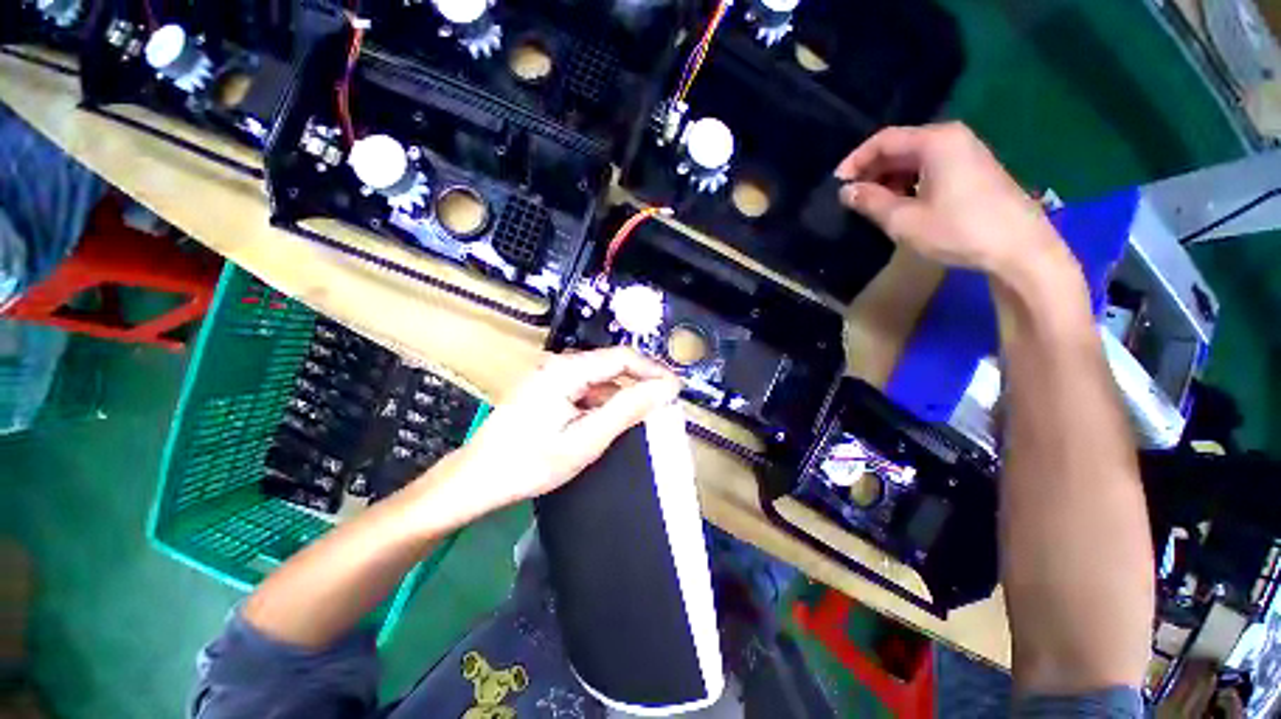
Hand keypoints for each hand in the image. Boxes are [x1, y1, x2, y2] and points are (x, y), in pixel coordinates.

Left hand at [432, 348, 680, 518]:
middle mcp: (558, 365)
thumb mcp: (586, 439)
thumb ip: (627, 410)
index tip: (676, 389)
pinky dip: (603, 403)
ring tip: (642, 417)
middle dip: (640, 383)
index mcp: (567, 370)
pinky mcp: (547, 390)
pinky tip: (610, 421)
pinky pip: (585, 390)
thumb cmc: (529, 462)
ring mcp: (550, 377)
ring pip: (599, 379)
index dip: (653, 370)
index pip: (622, 358)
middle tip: (664, 405)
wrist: (477, 480)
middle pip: (611, 366)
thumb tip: (664, 389)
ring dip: (622, 395)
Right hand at [835, 122, 1066, 279]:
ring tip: (872, 204)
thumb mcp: (904, 220)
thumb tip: (846, 192)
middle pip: (900, 146)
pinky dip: (909, 182)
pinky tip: (901, 204)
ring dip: (889, 178)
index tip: (836, 184)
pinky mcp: (974, 169)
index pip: (884, 140)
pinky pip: (931, 167)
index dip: (856, 160)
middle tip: (851, 197)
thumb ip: (871, 202)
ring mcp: (966, 152)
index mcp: (935, 141)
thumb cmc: (958, 230)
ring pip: (915, 158)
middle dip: (872, 170)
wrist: (1019, 248)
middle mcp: (951, 138)